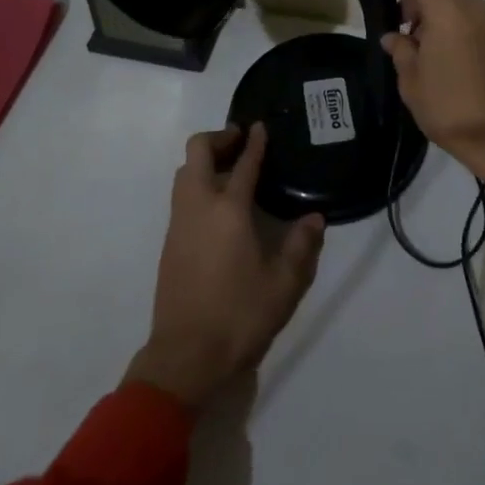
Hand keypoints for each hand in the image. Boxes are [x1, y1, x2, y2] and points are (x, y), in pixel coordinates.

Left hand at [125, 123, 324, 411]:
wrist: (185, 358)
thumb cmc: (238, 317)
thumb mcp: (284, 285)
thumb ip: (301, 247)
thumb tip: (315, 218)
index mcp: (228, 210)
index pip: (243, 163)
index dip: (255, 142)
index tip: (261, 127)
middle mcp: (199, 207)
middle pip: (197, 152)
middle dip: (219, 138)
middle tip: (241, 141)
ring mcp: (179, 224)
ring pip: (184, 173)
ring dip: (204, 160)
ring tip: (230, 168)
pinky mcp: (169, 243)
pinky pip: (181, 196)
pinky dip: (197, 183)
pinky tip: (217, 204)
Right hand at [380, 0, 484, 204]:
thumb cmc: (450, 107)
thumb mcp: (411, 81)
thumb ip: (400, 50)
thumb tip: (393, 36)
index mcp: (445, 8)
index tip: (385, 3)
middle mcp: (471, 4)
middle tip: (403, 30)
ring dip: (437, 12)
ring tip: (423, 46)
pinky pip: (471, 15)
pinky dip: (455, 22)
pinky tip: (445, 53)